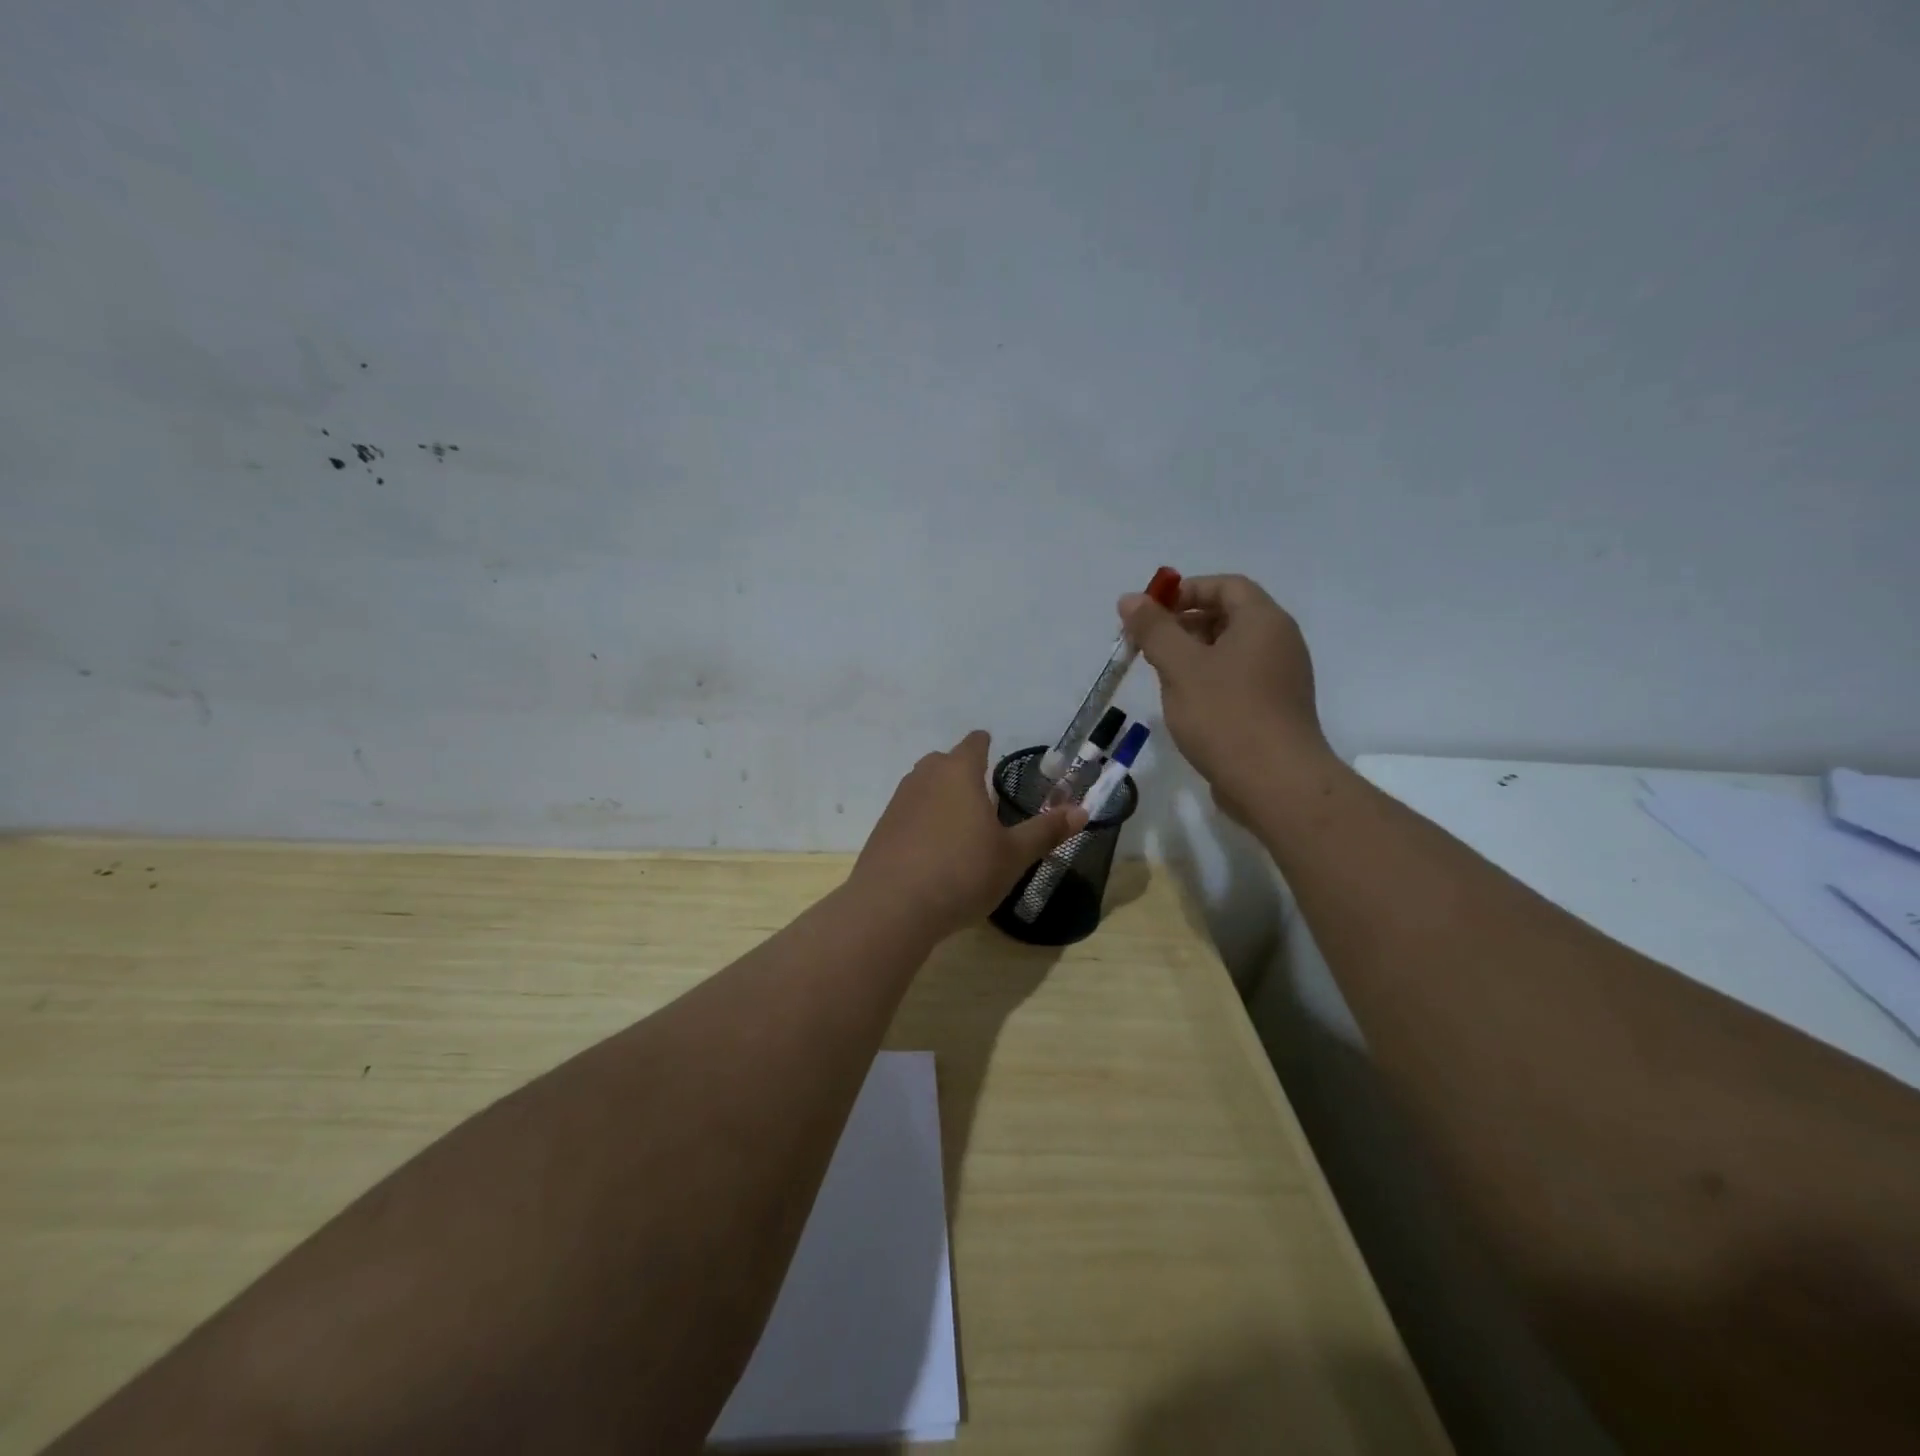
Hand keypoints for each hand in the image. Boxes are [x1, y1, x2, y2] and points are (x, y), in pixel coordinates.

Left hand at [851, 731, 1088, 939]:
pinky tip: (933, 849)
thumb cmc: (962, 872)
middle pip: (944, 761)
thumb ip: (1046, 831)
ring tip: (960, 823)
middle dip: (962, 771)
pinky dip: (922, 821)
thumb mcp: (1013, 856)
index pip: (973, 743)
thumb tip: (1082, 811)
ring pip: (923, 786)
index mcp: (959, 773)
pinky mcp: (882, 829)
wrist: (892, 906)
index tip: (993, 751)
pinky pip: (909, 813)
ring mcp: (899, 802)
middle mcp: (925, 778)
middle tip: (983, 795)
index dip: (985, 745)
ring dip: (941, 796)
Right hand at [1119, 574, 1331, 818]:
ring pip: (1231, 650)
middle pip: (1228, 615)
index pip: (1226, 585)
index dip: (1186, 591)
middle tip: (1148, 645)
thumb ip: (1154, 629)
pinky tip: (1185, 703)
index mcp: (1264, 621)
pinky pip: (1238, 678)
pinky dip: (1209, 679)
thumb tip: (1130, 599)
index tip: (1151, 613)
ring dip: (1193, 654)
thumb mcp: (1180, 666)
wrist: (1275, 783)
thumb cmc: (1226, 715)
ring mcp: (1281, 677)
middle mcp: (1280, 642)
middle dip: (1184, 624)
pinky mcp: (1275, 708)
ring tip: (1161, 675)